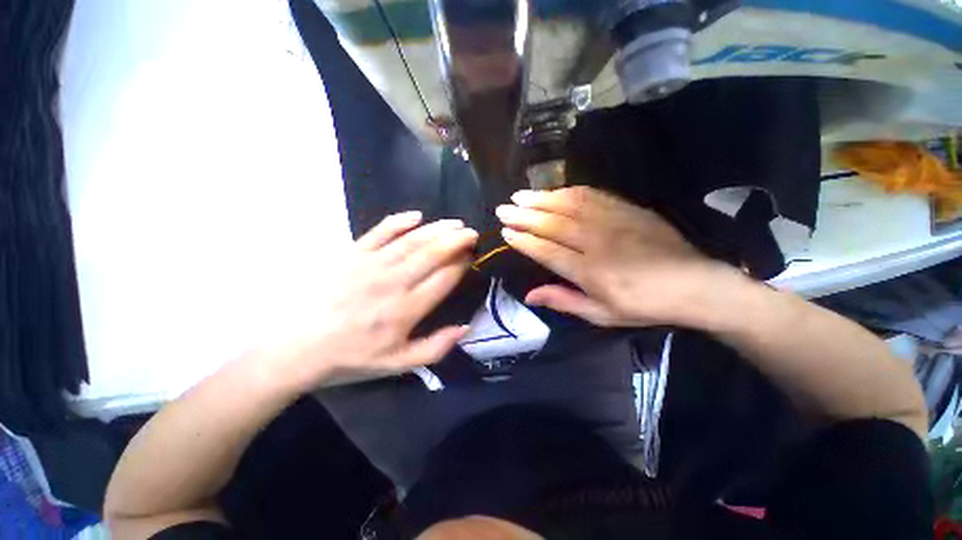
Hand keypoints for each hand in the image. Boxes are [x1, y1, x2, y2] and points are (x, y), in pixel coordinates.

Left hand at [272, 212, 477, 390]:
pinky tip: (416, 216)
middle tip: (472, 233)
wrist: (300, 348)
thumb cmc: (353, 357)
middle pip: (432, 254)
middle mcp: (393, 283)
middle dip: (457, 240)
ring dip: (437, 229)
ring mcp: (371, 265)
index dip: (462, 265)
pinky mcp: (352, 255)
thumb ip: (436, 348)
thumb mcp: (398, 364)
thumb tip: (465, 327)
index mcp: (406, 310)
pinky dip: (399, 221)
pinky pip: (379, 232)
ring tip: (456, 223)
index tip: (472, 257)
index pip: (444, 279)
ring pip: (412, 240)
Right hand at [496, 186, 736, 327]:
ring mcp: (613, 222)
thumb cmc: (644, 306)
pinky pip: (592, 195)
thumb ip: (563, 301)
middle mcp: (597, 242)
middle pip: (553, 224)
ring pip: (569, 205)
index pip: (547, 251)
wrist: (695, 285)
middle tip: (503, 209)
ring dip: (541, 199)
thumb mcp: (601, 315)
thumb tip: (529, 295)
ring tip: (520, 196)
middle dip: (524, 216)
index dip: (524, 241)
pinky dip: (568, 192)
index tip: (505, 233)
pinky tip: (553, 191)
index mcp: (590, 272)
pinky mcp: (627, 209)